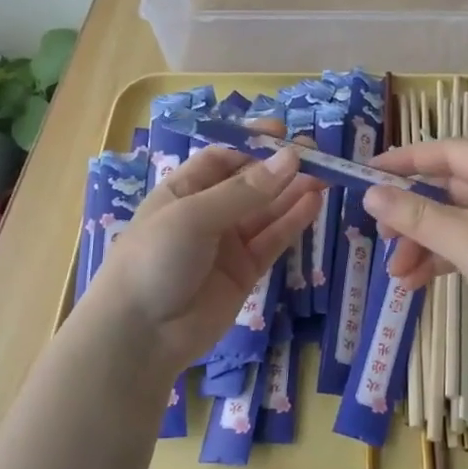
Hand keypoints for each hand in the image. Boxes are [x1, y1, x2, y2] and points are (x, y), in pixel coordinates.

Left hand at [85, 143, 320, 375]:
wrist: (141, 335)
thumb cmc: (155, 259)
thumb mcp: (194, 216)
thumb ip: (245, 192)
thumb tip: (291, 159)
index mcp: (183, 190)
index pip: (223, 158)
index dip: (252, 144)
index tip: (284, 133)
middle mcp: (207, 213)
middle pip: (250, 183)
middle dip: (280, 168)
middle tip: (317, 154)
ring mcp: (228, 244)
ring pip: (267, 211)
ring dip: (293, 192)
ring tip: (326, 174)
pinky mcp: (245, 272)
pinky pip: (273, 240)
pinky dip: (293, 221)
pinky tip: (314, 202)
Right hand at [365, 139, 467, 362]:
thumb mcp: (466, 240)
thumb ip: (416, 216)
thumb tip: (370, 193)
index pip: (448, 152)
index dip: (406, 160)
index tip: (368, 174)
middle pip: (448, 190)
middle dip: (412, 214)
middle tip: (380, 234)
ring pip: (455, 223)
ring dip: (422, 244)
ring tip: (396, 274)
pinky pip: (467, 248)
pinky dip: (441, 261)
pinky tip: (415, 283)